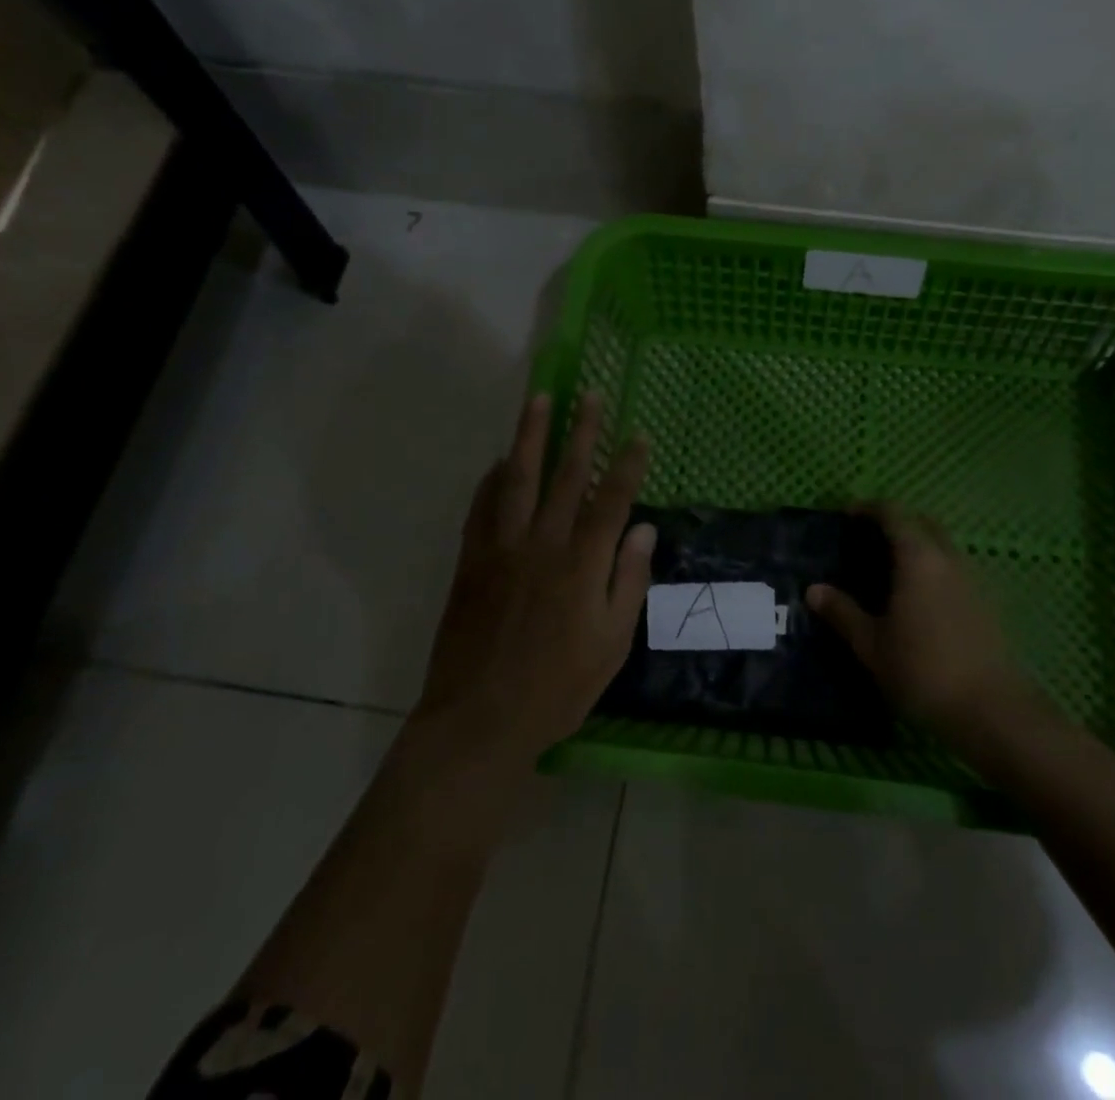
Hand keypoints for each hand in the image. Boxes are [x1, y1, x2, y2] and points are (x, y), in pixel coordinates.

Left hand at [418, 389, 653, 764]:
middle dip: (580, 431)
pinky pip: (481, 507)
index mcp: (581, 564)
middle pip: (564, 475)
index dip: (628, 464)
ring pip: (517, 478)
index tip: (639, 434)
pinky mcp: (471, 561)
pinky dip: (491, 478)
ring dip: (529, 436)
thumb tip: (643, 529)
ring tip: (538, 400)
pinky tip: (499, 460)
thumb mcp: (611, 643)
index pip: (610, 500)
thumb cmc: (557, 688)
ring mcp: (501, 548)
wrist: (479, 721)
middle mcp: (541, 544)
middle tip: (590, 395)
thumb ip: (628, 580)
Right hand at [806, 504, 1029, 740]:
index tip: (847, 516)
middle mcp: (949, 558)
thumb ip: (842, 612)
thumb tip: (814, 590)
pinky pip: (955, 568)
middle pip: (923, 522)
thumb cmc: (923, 670)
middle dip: (896, 522)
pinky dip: (934, 567)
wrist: (992, 710)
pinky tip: (919, 598)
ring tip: (890, 570)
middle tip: (868, 540)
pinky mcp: (987, 602)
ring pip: (943, 545)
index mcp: (919, 557)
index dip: (869, 508)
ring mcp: (973, 578)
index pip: (894, 513)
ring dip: (918, 544)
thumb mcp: (872, 645)